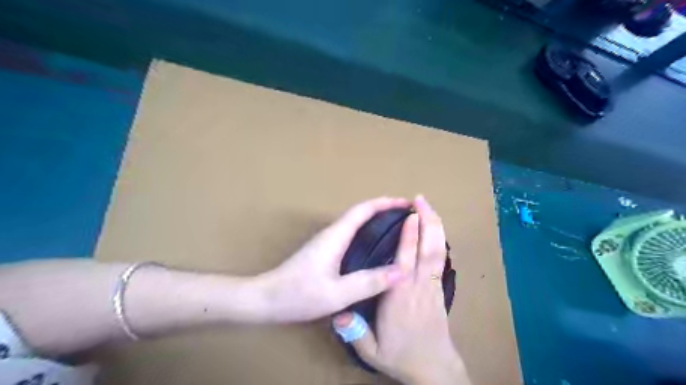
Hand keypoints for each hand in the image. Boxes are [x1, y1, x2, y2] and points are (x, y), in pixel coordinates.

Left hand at [255, 196, 405, 322]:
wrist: (265, 299)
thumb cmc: (298, 295)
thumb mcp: (337, 294)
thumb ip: (368, 282)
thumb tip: (401, 271)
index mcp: (336, 236)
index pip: (363, 210)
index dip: (385, 203)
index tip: (406, 203)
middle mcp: (332, 234)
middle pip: (360, 213)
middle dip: (384, 209)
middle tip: (407, 217)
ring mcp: (326, 242)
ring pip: (355, 223)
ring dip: (375, 220)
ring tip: (397, 230)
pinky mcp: (323, 252)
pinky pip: (350, 235)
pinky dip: (366, 233)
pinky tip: (374, 249)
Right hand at [332, 197, 472, 383]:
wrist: (434, 369)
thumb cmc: (402, 356)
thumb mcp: (374, 351)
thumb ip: (356, 333)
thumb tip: (338, 314)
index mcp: (400, 296)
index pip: (406, 260)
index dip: (409, 236)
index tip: (409, 215)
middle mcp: (418, 285)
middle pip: (428, 248)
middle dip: (427, 220)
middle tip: (421, 199)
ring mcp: (432, 286)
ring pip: (437, 250)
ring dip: (435, 226)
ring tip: (429, 207)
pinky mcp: (438, 289)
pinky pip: (440, 259)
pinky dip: (438, 240)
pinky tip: (434, 231)